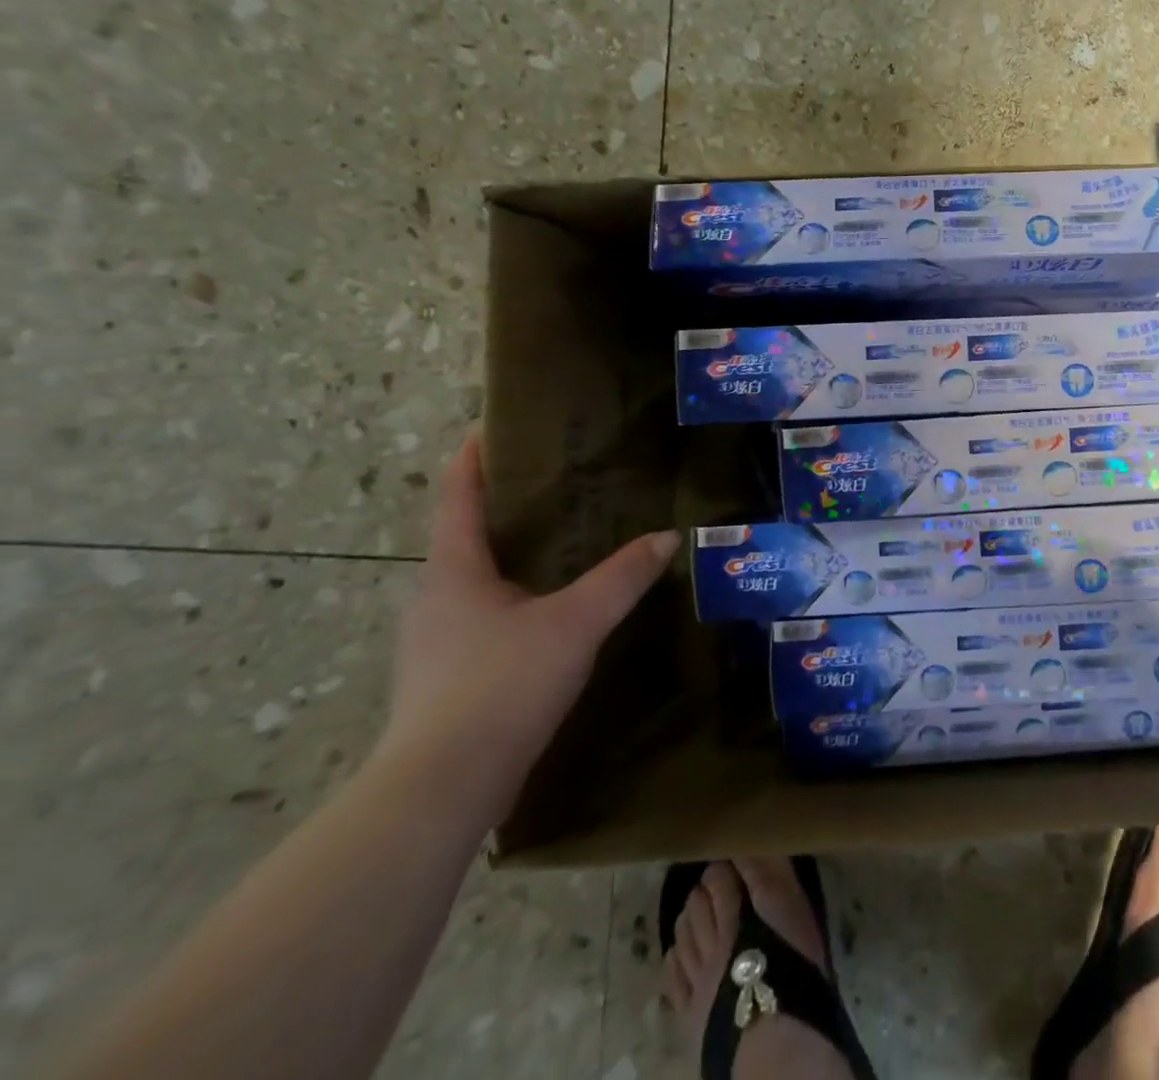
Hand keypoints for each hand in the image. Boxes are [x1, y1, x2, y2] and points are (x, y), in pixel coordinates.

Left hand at [377, 433, 680, 824]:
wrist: (443, 787)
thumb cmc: (502, 685)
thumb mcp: (575, 623)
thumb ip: (622, 577)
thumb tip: (667, 536)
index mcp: (454, 572)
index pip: (457, 499)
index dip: (470, 461)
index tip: (487, 430)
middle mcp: (433, 598)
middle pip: (462, 538)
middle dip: (499, 509)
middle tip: (550, 488)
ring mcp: (433, 642)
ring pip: (471, 582)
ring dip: (505, 557)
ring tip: (556, 545)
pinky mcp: (443, 678)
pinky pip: (477, 618)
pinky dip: (508, 598)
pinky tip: (545, 613)